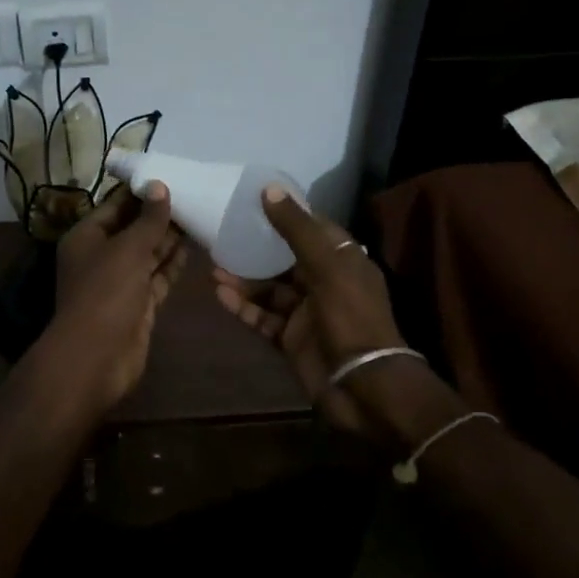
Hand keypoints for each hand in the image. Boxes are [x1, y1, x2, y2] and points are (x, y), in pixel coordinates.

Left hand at [48, 182, 187, 410]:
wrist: (97, 358)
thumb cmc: (105, 293)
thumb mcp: (128, 249)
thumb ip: (148, 220)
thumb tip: (160, 186)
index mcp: (86, 237)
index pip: (115, 205)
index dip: (140, 192)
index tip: (169, 176)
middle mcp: (101, 256)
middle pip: (132, 229)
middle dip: (158, 215)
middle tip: (192, 193)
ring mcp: (120, 282)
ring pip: (147, 253)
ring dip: (169, 238)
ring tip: (199, 213)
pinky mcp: (138, 304)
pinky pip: (157, 277)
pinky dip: (173, 263)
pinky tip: (194, 247)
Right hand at [214, 187, 416, 435]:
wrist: (365, 388)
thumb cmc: (352, 318)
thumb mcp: (327, 266)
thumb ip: (297, 229)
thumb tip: (269, 189)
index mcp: (343, 260)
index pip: (312, 228)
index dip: (286, 213)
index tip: (253, 199)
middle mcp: (325, 282)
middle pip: (285, 258)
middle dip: (256, 248)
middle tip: (223, 234)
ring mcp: (307, 312)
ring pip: (270, 289)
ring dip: (244, 279)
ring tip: (213, 267)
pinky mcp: (292, 339)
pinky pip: (263, 317)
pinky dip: (244, 307)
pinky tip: (221, 296)